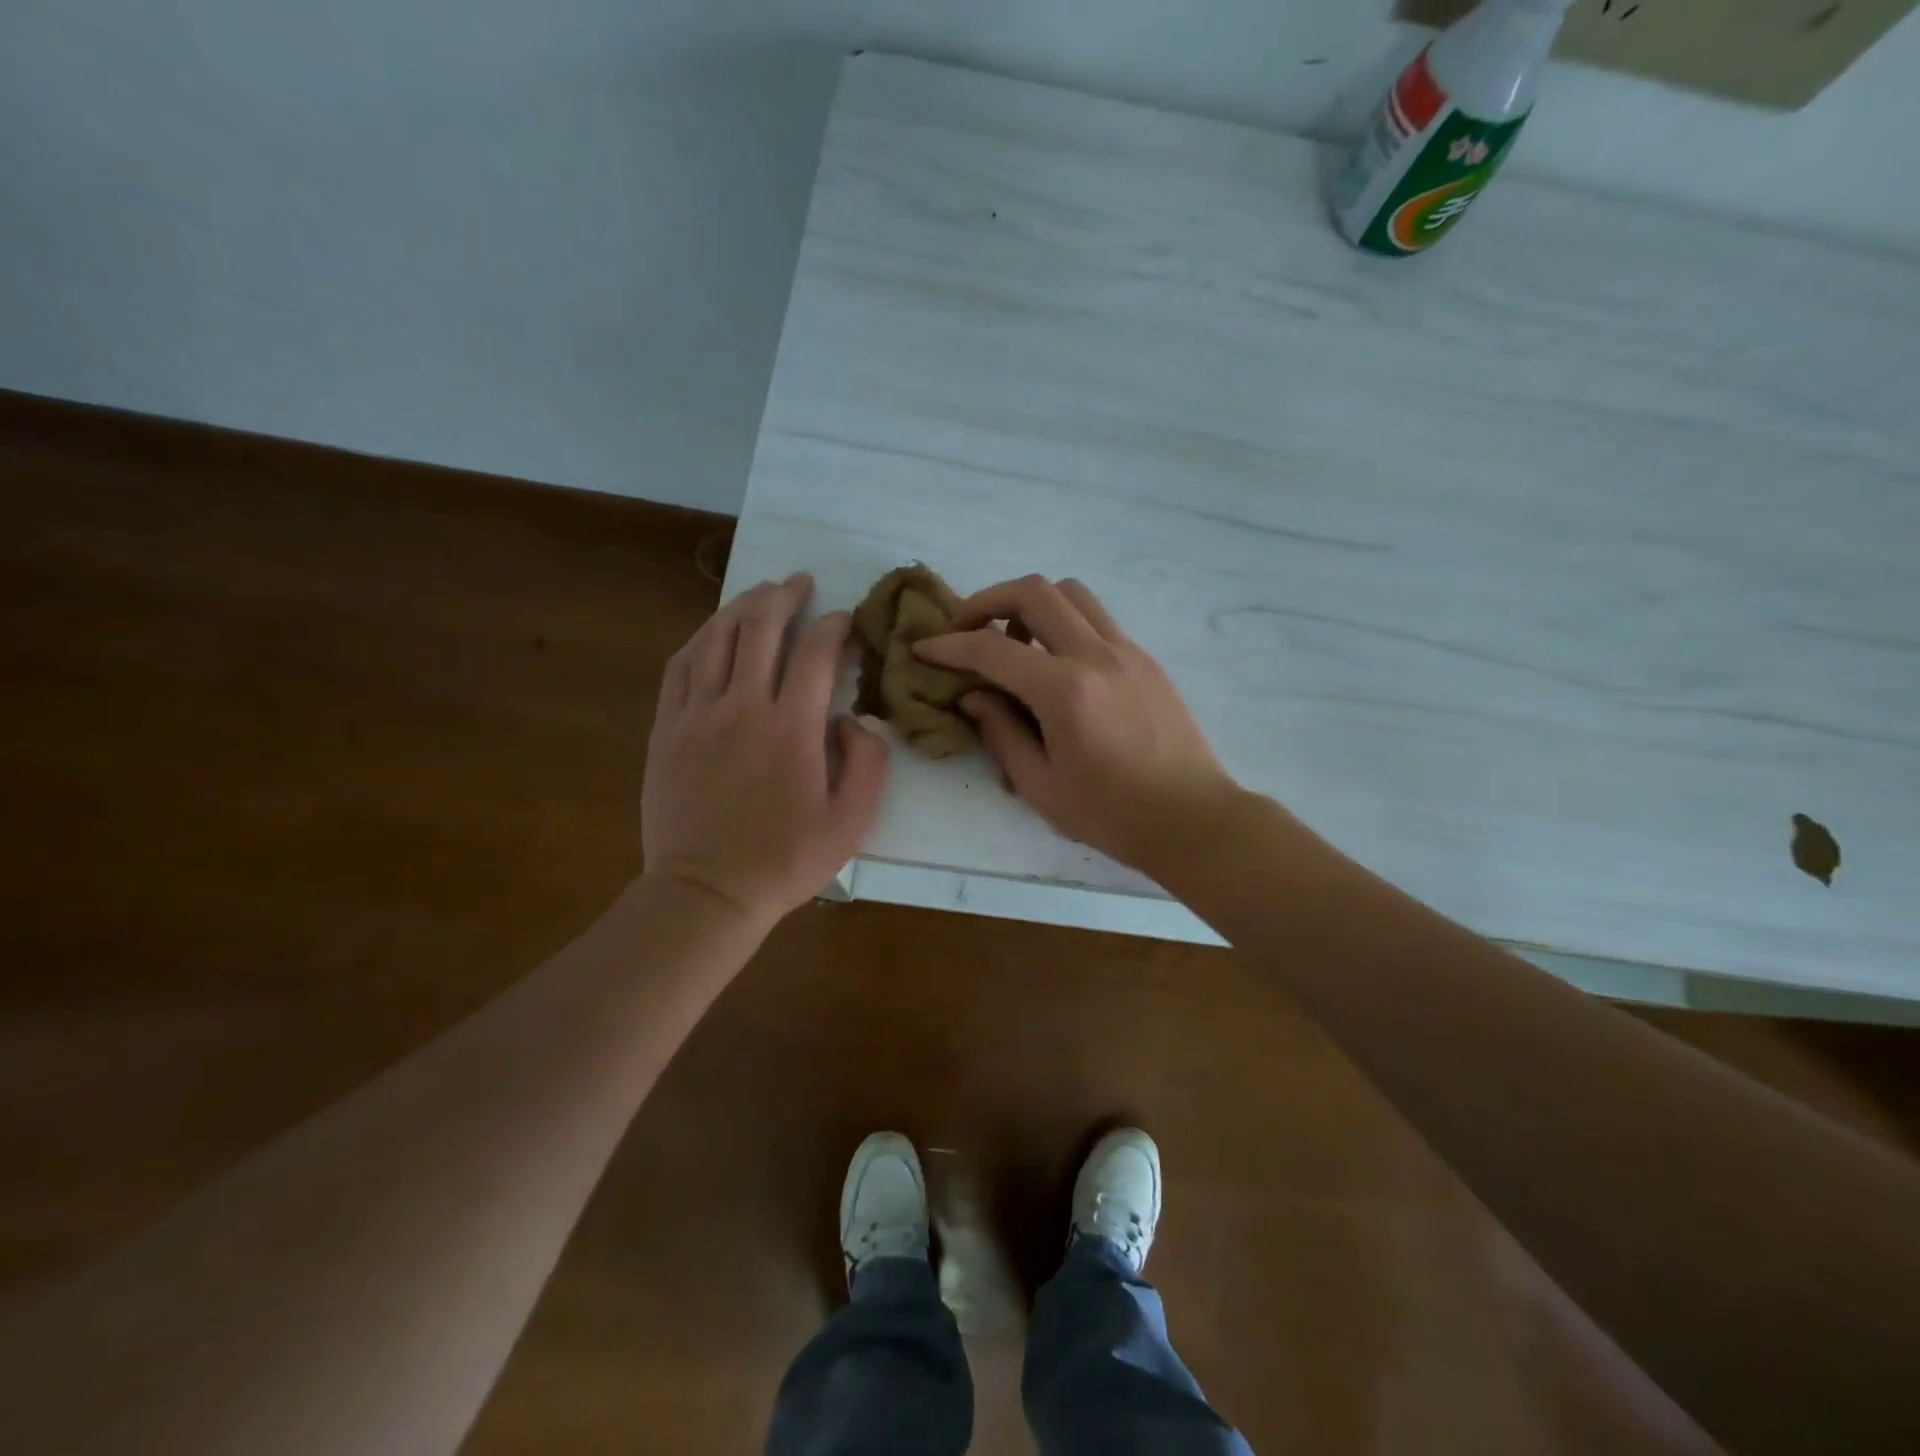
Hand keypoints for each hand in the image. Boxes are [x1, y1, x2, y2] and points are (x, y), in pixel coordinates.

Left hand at [642, 573, 887, 927]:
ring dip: (742, 606)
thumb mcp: (852, 822)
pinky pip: (681, 666)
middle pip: (761, 628)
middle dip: (785, 596)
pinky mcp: (667, 729)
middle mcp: (742, 706)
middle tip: (800, 582)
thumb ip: (869, 762)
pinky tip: (714, 631)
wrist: (707, 892)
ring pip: (717, 637)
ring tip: (761, 593)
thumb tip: (855, 718)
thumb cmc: (786, 860)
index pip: (816, 652)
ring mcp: (697, 714)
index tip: (845, 621)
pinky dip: (701, 638)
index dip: (835, 627)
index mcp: (792, 727)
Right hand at [915, 575, 1241, 875]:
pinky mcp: (1146, 660)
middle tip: (967, 629)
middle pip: (1035, 592)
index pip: (992, 649)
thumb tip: (975, 696)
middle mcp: (1097, 656)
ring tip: (1015, 644)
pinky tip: (1056, 665)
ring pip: (1072, 594)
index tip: (923, 646)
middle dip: (988, 600)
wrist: (1192, 819)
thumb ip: (1001, 733)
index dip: (950, 645)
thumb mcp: (1040, 785)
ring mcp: (1127, 652)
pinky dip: (1065, 624)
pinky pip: (1097, 620)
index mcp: (1065, 691)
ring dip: (1032, 605)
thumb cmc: (1111, 815)